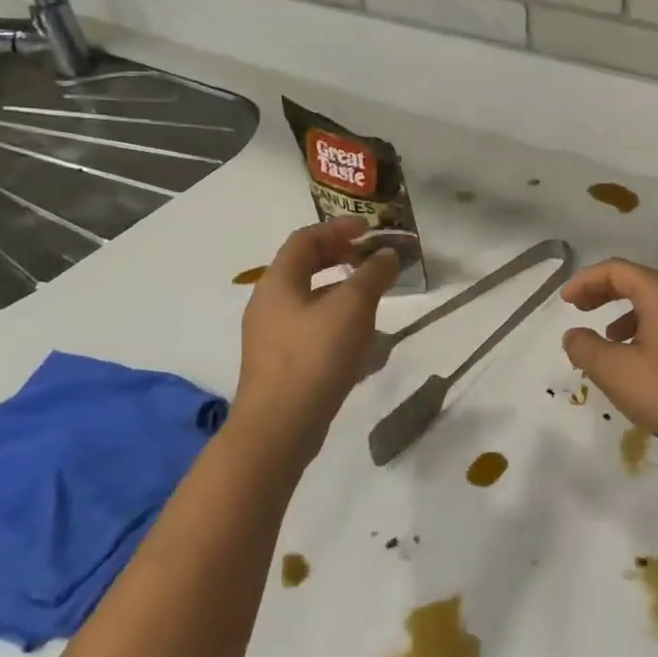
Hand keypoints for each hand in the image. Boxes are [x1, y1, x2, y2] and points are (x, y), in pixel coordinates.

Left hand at [235, 217, 400, 459]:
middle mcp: (269, 304)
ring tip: (376, 303)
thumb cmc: (314, 356)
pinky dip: (340, 327)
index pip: (305, 239)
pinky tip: (365, 348)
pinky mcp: (283, 365)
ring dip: (345, 296)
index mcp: (278, 282)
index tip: (369, 229)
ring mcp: (273, 337)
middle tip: (372, 259)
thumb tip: (388, 255)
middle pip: (306, 268)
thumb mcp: (352, 307)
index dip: (338, 227)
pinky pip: (314, 332)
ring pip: (312, 302)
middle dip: (342, 260)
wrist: (279, 429)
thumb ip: (373, 275)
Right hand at [561, 258, 657, 460]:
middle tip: (579, 309)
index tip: (565, 301)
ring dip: (623, 314)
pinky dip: (643, 330)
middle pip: (636, 281)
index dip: (585, 281)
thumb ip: (586, 348)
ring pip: (653, 303)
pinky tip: (637, 361)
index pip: (616, 270)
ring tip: (605, 340)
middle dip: (603, 292)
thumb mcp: (616, 371)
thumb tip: (574, 335)